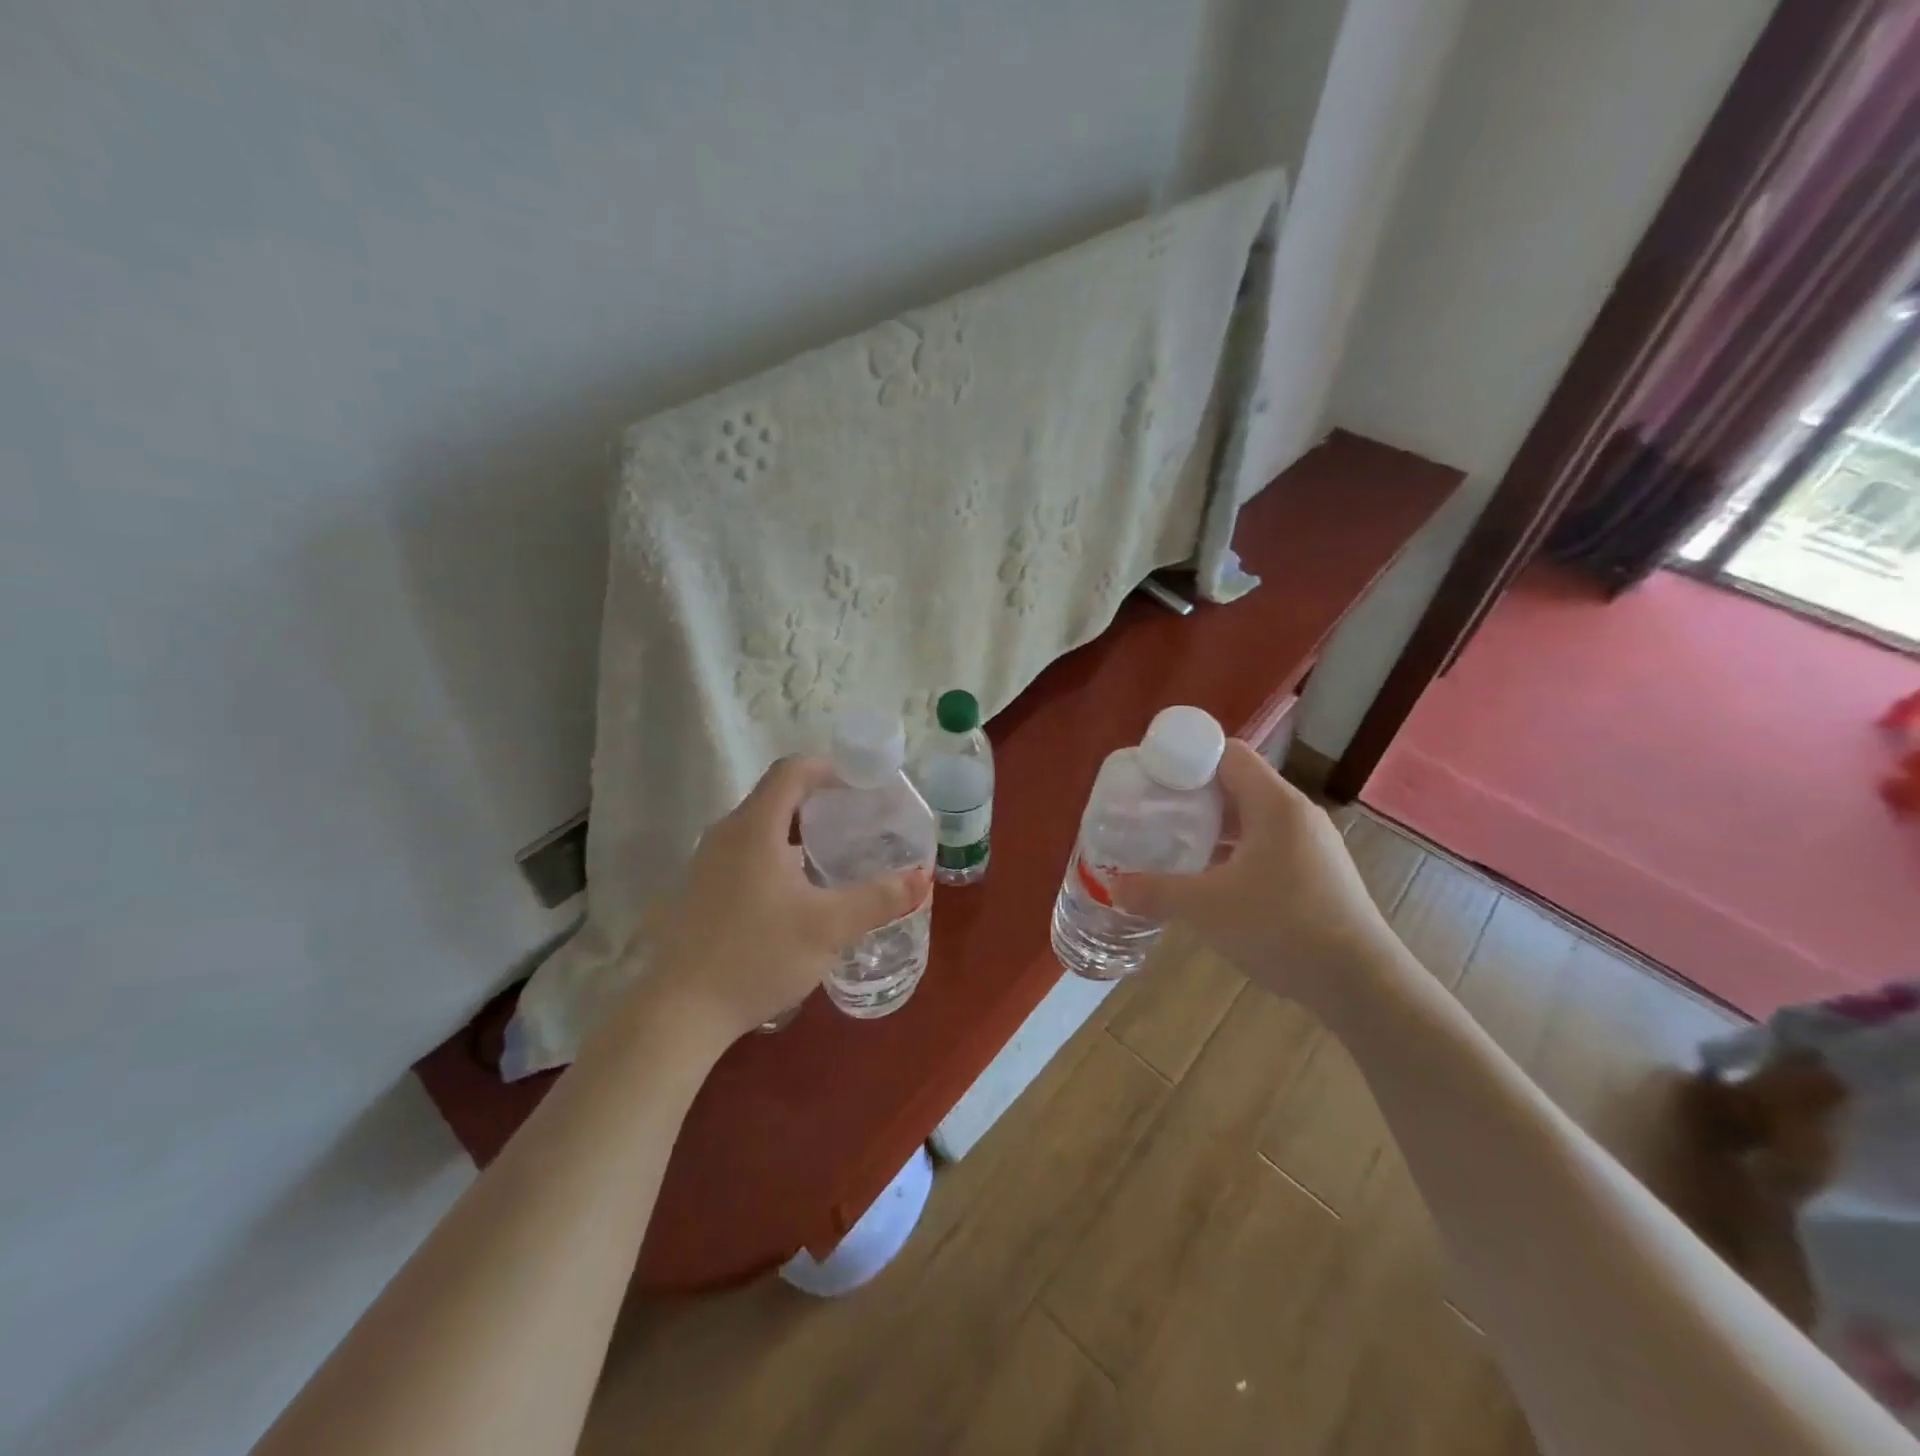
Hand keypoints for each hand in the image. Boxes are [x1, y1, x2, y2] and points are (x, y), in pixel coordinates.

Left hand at [638, 756, 931, 1047]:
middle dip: (819, 801)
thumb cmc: (758, 956)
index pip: (791, 771)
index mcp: (755, 827)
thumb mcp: (829, 927)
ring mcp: (706, 862)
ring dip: (797, 831)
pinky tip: (795, 893)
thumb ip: (879, 898)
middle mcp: (726, 834)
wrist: (680, 1013)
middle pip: (776, 796)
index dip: (829, 768)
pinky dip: (775, 855)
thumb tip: (922, 877)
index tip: (862, 785)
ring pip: (759, 828)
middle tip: (857, 821)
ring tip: (832, 856)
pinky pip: (744, 853)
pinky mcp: (699, 890)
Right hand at [1110, 740, 1396, 1006]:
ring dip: (1214, 827)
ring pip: (1252, 818)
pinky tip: (1212, 880)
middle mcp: (1296, 814)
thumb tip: (1113, 887)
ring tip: (1175, 845)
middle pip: (1237, 784)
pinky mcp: (1317, 873)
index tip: (1153, 779)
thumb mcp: (1207, 908)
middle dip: (1193, 797)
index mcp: (1274, 804)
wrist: (1362, 983)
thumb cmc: (1283, 927)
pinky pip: (1267, 845)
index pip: (1228, 753)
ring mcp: (1311, 844)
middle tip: (1155, 813)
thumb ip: (1156, 892)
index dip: (1188, 759)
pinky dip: (1235, 851)